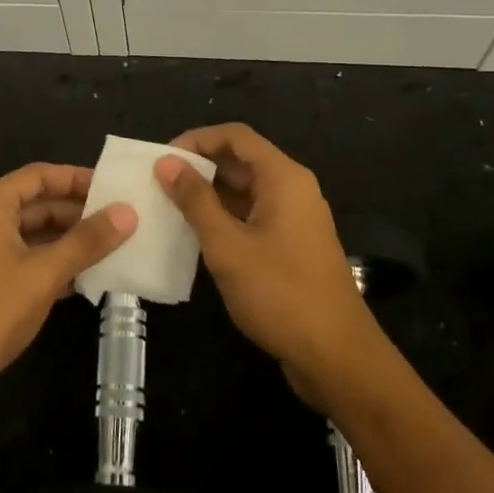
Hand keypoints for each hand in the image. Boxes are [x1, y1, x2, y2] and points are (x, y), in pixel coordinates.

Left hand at [0, 163, 136, 440]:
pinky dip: (53, 270)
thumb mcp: (42, 274)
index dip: (77, 178)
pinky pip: (24, 267)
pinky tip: (87, 282)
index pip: (38, 176)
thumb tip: (128, 211)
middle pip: (36, 206)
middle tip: (124, 221)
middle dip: (78, 213)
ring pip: (32, 239)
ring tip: (116, 250)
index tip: (116, 188)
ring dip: (69, 244)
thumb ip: (86, 242)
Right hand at [155, 124, 382, 411]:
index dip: (197, 140)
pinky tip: (195, 235)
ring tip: (168, 207)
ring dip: (209, 194)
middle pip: (241, 161)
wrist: (335, 355)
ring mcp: (294, 219)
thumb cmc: (279, 293)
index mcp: (283, 178)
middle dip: (199, 167)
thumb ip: (195, 200)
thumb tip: (167, 163)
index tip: (162, 159)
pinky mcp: (292, 246)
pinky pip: (252, 216)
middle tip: (158, 184)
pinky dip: (224, 218)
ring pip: (246, 191)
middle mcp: (292, 190)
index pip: (236, 136)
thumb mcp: (227, 245)